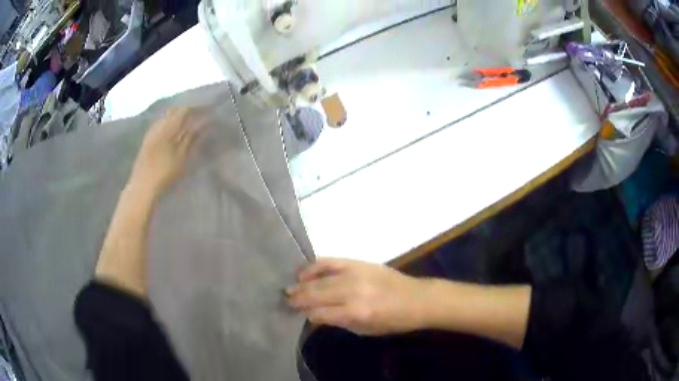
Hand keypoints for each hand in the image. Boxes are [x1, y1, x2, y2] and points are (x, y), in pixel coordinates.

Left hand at [128, 108, 205, 197]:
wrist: (142, 187)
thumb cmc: (164, 174)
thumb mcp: (182, 157)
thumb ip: (192, 138)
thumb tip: (204, 124)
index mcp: (167, 127)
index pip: (184, 109)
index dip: (196, 108)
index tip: (207, 110)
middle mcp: (158, 124)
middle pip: (174, 110)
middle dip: (187, 111)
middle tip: (200, 116)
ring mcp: (151, 131)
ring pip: (166, 116)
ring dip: (178, 116)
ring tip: (189, 122)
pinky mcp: (147, 139)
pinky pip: (160, 123)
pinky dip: (169, 123)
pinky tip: (174, 130)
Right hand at [286, 258, 426, 335]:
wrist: (417, 298)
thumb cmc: (393, 321)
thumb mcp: (365, 330)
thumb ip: (339, 322)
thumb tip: (316, 315)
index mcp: (356, 312)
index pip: (320, 313)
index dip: (307, 315)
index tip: (300, 315)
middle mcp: (352, 291)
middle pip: (315, 293)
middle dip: (298, 298)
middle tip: (285, 299)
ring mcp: (355, 273)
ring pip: (319, 277)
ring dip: (301, 283)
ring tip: (290, 287)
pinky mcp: (358, 262)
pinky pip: (330, 261)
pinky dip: (314, 266)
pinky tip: (304, 272)